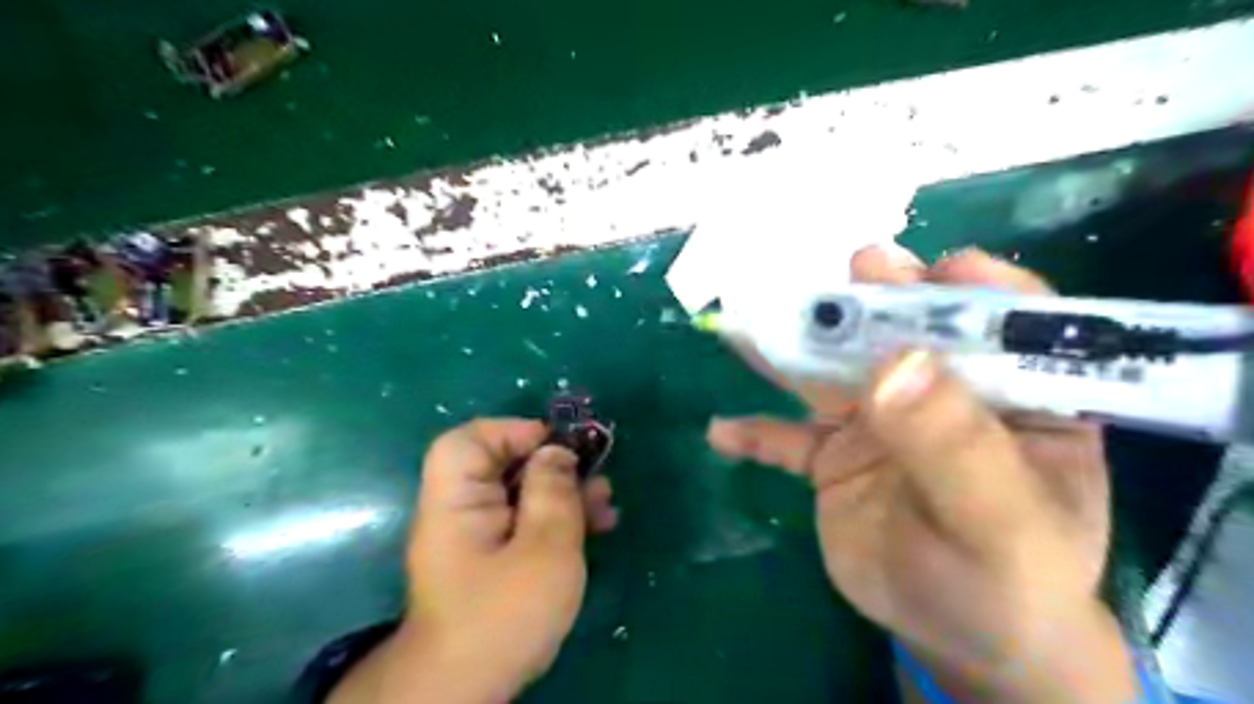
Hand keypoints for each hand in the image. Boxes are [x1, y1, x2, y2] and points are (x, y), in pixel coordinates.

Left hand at [329, 421, 614, 700]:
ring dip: (564, 494)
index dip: (514, 432)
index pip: (470, 440)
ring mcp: (476, 536)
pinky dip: (557, 519)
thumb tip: (557, 451)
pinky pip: (525, 522)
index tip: (560, 447)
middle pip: (503, 465)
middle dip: (553, 466)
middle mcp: (460, 511)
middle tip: (594, 475)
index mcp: (456, 500)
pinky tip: (594, 527)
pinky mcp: (493, 558)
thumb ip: (553, 492)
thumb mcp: (544, 548)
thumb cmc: (504, 615)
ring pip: (521, 494)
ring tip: (605, 504)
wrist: (468, 689)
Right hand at [709, 248, 1131, 702]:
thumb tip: (895, 363)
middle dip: (873, 300)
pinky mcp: (834, 456)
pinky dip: (755, 432)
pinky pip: (788, 438)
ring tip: (749, 322)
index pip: (1006, 321)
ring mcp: (879, 421)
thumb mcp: (1000, 523)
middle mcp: (940, 393)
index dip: (971, 287)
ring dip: (792, 348)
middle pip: (904, 332)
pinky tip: (721, 432)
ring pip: (831, 373)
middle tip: (849, 271)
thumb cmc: (1008, 581)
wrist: (957, 636)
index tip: (929, 272)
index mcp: (1013, 394)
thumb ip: (953, 445)